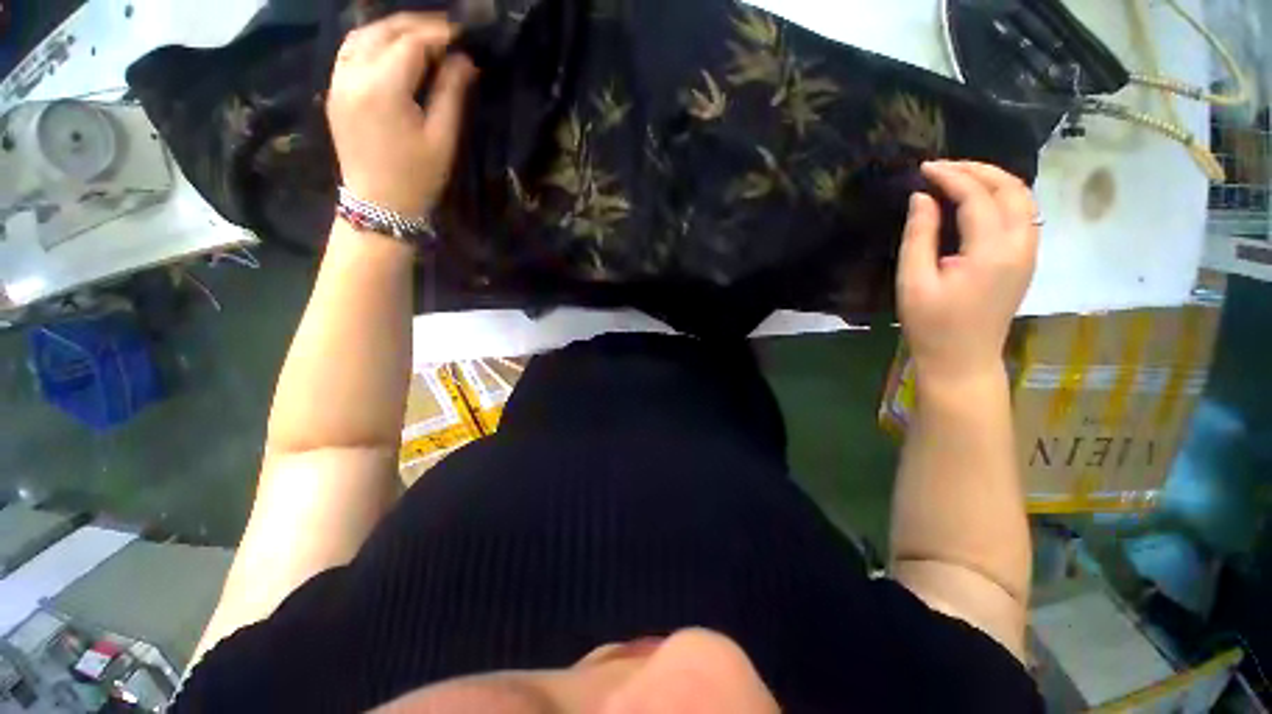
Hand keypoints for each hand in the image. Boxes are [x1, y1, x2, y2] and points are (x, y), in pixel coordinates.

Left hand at [327, 13, 477, 216]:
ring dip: (394, 28)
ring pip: (363, 34)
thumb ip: (451, 94)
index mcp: (383, 87)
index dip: (439, 34)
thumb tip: (464, 60)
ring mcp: (338, 80)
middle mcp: (353, 73)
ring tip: (423, 37)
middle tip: (448, 32)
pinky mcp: (334, 89)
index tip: (463, 34)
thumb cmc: (417, 177)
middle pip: (385, 30)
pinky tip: (393, 48)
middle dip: (419, 26)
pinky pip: (351, 50)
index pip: (412, 42)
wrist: (378, 205)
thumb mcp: (442, 139)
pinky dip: (374, 40)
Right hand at [897, 161, 1039, 385]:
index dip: (950, 177)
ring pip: (1023, 198)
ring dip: (993, 180)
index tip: (923, 168)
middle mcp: (1020, 245)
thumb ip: (919, 236)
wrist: (963, 360)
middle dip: (977, 170)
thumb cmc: (931, 325)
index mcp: (991, 252)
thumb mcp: (913, 282)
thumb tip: (921, 198)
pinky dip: (1002, 197)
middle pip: (1011, 189)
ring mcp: (1028, 253)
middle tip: (942, 167)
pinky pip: (1022, 215)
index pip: (977, 197)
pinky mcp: (1026, 260)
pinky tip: (978, 201)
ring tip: (959, 178)